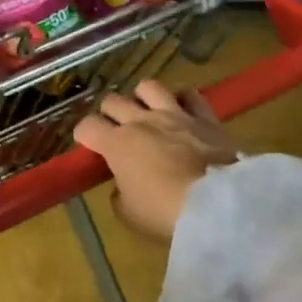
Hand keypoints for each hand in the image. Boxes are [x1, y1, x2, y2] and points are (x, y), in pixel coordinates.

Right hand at [73, 80, 237, 240]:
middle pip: (113, 101)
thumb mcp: (129, 214)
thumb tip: (123, 186)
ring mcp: (174, 114)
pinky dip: (182, 99)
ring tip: (146, 112)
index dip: (84, 134)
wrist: (217, 204)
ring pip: (148, 87)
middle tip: (116, 131)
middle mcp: (141, 121)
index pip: (87, 126)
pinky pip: (190, 95)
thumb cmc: (165, 212)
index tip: (89, 145)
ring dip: (142, 98)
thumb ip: (120, 195)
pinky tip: (182, 110)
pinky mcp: (204, 116)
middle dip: (109, 114)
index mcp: (117, 144)